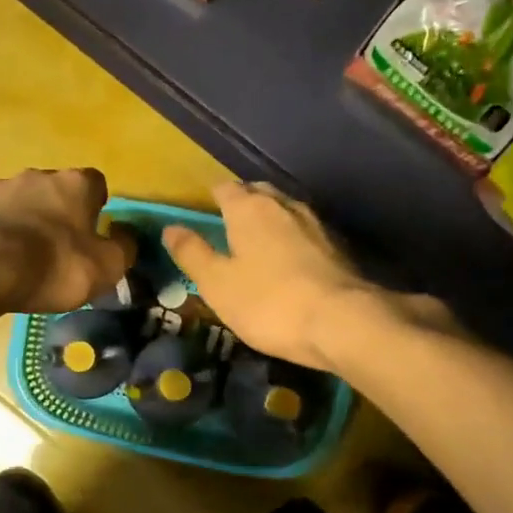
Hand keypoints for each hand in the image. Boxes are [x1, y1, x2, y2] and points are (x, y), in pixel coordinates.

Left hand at [0, 168, 135, 314]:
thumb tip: (126, 235)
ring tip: (22, 259)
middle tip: (58, 250)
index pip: (96, 184)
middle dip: (58, 214)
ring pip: (21, 202)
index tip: (93, 232)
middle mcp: (38, 175)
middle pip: (56, 191)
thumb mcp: (106, 267)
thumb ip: (124, 248)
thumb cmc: (54, 265)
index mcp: (76, 184)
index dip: (97, 207)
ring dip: (25, 222)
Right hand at [163, 182, 452, 370]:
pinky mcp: (339, 248)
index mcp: (250, 209)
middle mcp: (284, 206)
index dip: (213, 197)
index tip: (204, 210)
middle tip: (229, 224)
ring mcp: (317, 225)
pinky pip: (307, 233)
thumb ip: (193, 254)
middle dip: (244, 202)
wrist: (342, 323)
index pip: (226, 189)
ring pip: (286, 211)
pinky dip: (293, 239)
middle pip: (260, 193)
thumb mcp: (217, 284)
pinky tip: (291, 260)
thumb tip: (170, 228)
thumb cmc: (268, 303)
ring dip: (271, 220)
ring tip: (258, 240)